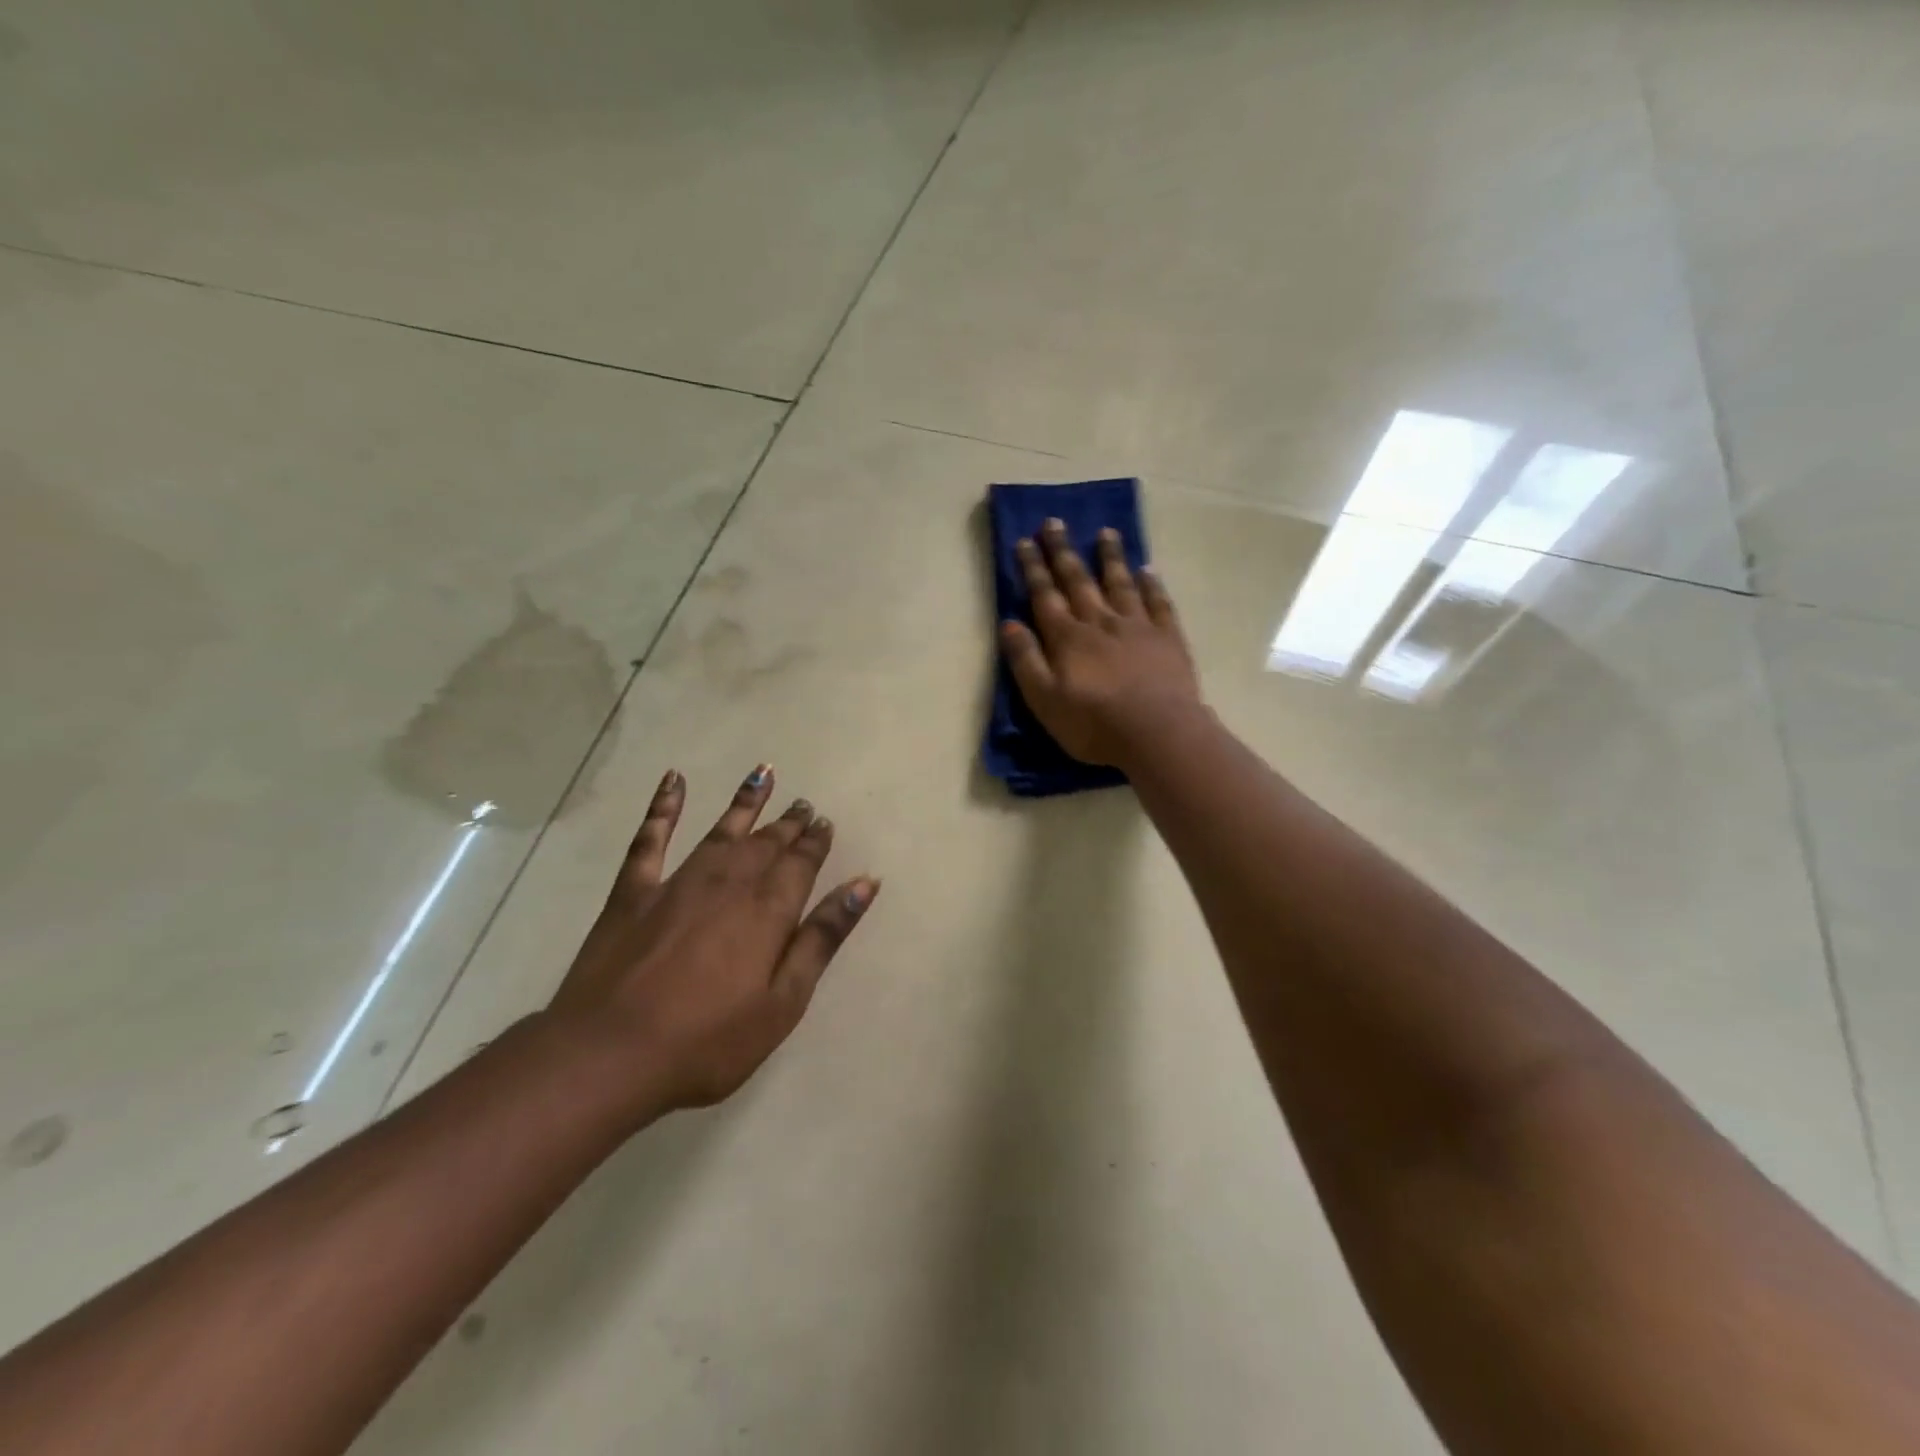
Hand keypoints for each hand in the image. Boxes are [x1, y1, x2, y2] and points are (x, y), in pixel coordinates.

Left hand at [546, 765, 877, 1117]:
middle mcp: (728, 881)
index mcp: (768, 909)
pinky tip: (673, 779)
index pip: (801, 861)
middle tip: (803, 804)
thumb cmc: (708, 1041)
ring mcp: (677, 882)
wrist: (608, 1055)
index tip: (825, 822)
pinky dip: (663, 806)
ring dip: (745, 801)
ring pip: (721, 830)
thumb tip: (864, 883)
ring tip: (763, 773)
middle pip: (766, 842)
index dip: (816, 840)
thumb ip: (823, 937)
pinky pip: (651, 837)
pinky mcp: (633, 892)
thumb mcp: (783, 1001)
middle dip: (788, 823)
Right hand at [1000, 517, 1200, 766]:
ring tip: (1105, 532)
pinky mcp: (1167, 638)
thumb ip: (1026, 661)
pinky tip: (1147, 569)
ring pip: (1120, 583)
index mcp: (1067, 638)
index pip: (1045, 596)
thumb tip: (1009, 624)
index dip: (1033, 568)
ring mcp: (1137, 627)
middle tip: (1054, 522)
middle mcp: (1100, 622)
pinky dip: (1151, 584)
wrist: (1157, 734)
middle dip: (1063, 552)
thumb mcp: (1044, 700)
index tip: (1024, 541)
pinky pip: (1158, 602)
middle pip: (1078, 580)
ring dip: (1110, 557)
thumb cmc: (1093, 724)